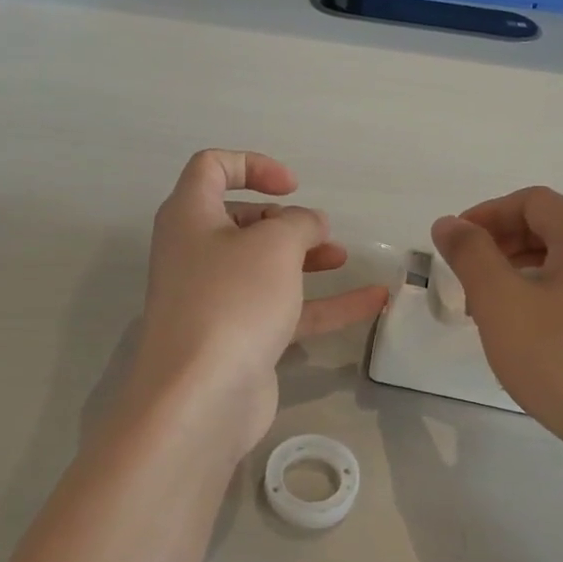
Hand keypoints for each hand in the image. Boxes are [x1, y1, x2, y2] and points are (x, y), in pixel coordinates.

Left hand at [132, 150, 387, 457]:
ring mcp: (216, 299)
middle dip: (284, 219)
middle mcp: (196, 253)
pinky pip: (284, 309)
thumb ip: (300, 223)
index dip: (253, 165)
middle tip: (316, 231)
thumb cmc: (232, 300)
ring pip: (264, 266)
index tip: (293, 186)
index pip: (211, 168)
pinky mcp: (238, 338)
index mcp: (190, 217)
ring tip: (343, 257)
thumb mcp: (274, 245)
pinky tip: (372, 301)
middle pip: (240, 220)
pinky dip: (324, 303)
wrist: (201, 396)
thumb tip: (311, 224)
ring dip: (305, 258)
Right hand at [432, 188, 562, 461]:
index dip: (485, 215)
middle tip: (468, 280)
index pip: (530, 202)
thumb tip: (449, 223)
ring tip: (493, 311)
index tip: (453, 244)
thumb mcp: (501, 303)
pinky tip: (533, 334)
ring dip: (523, 273)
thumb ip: (470, 255)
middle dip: (502, 246)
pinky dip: (550, 295)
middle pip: (551, 228)